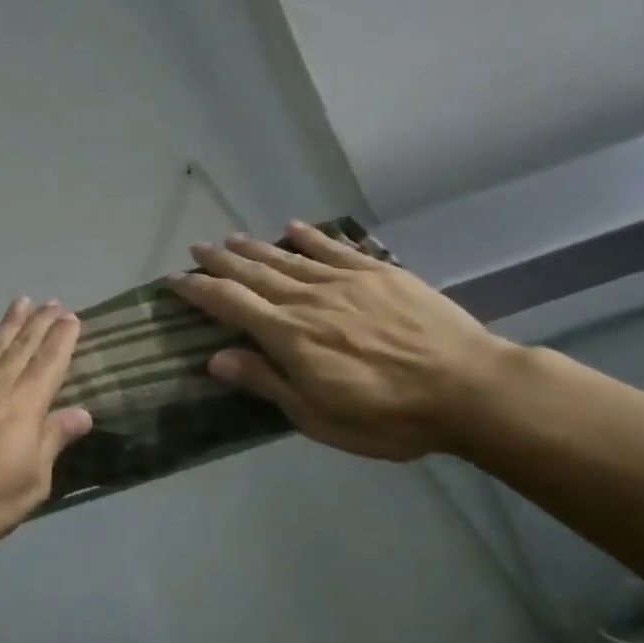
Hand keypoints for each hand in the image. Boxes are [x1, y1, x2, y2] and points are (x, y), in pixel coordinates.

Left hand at [0, 298, 93, 549]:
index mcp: (25, 406)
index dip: (62, 340)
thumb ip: (52, 441)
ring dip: (8, 324)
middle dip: (40, 324)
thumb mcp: (31, 482)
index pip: (49, 364)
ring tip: (21, 302)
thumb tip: (82, 413)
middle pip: (22, 348)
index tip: (72, 317)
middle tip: (53, 302)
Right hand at [165, 221, 513, 460]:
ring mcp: (344, 282)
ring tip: (231, 238)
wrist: (470, 389)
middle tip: (196, 249)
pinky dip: (310, 236)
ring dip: (255, 247)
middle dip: (220, 262)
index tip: (173, 279)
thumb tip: (215, 358)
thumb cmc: (388, 415)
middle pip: (253, 274)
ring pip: (287, 258)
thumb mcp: (318, 416)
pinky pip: (334, 249)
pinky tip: (293, 227)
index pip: (229, 303)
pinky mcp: (379, 273)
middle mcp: (307, 299)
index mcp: (288, 335)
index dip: (197, 289)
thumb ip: (266, 381)